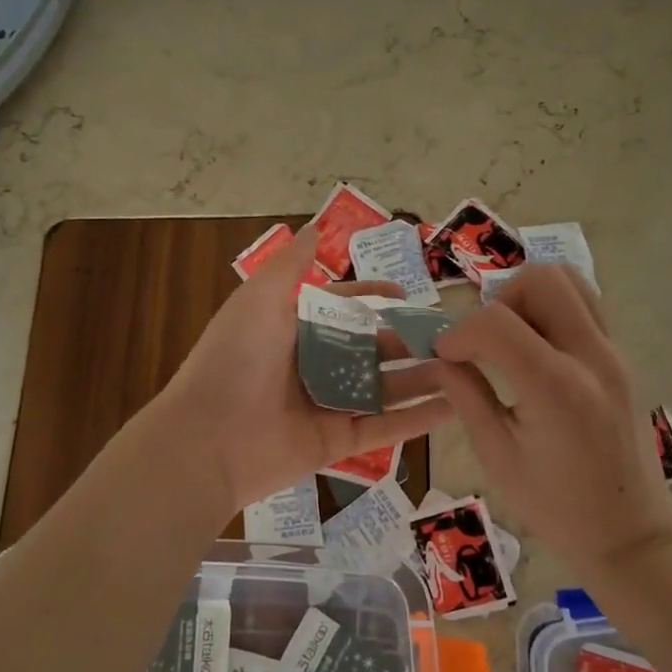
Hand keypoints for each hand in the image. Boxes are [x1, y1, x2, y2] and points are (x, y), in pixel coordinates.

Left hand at [160, 224, 452, 509]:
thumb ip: (290, 266)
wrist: (205, 440)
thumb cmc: (233, 360)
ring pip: (383, 389)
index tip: (406, 292)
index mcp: (292, 330)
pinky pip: (383, 428)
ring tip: (466, 368)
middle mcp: (311, 365)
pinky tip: (455, 408)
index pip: (340, 307)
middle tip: (452, 336)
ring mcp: (326, 406)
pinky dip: (417, 420)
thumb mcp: (258, 300)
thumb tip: (313, 228)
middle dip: (407, 341)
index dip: (371, 296)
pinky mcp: (336, 443)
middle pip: (369, 349)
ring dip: (422, 379)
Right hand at [432, 265, 671, 569]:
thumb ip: (466, 396)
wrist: (631, 533)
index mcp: (556, 387)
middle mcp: (592, 356)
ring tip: (510, 341)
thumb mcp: (497, 456)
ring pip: (569, 281)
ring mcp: (614, 352)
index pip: (496, 321)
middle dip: (499, 301)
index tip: (444, 356)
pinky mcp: (621, 357)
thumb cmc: (557, 507)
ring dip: (528, 298)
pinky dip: (551, 312)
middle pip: (541, 279)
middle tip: (484, 341)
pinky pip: (583, 306)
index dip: (459, 332)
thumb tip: (440, 359)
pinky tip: (535, 353)